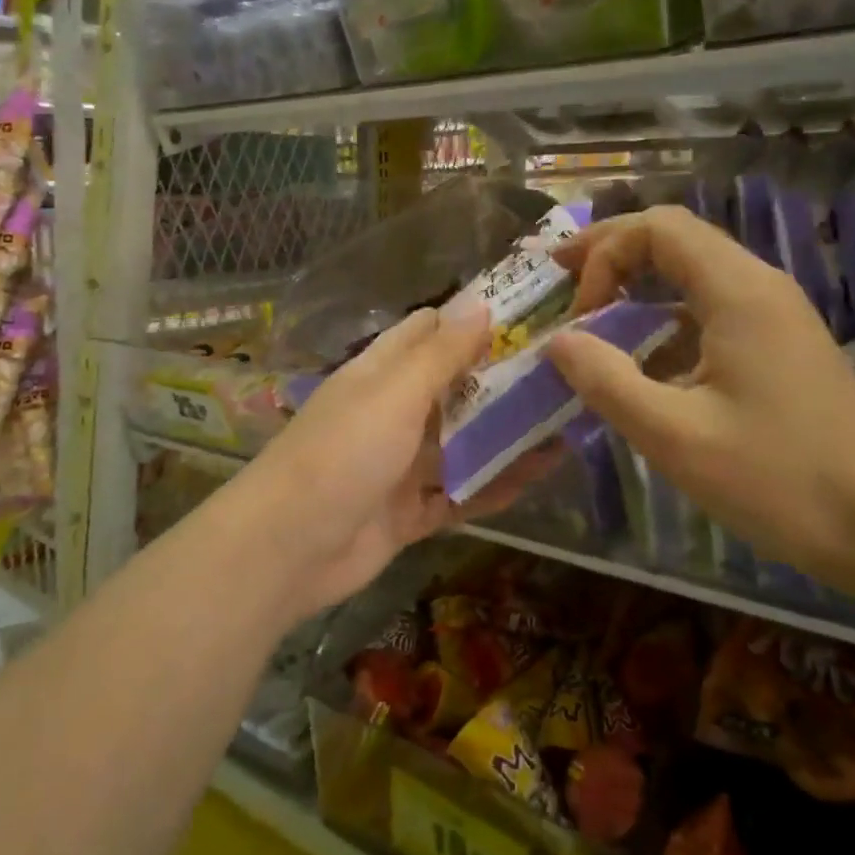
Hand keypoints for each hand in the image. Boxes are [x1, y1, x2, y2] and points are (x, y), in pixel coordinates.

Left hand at [241, 302, 556, 618]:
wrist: (287, 548)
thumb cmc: (342, 453)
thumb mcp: (394, 394)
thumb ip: (440, 354)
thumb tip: (480, 306)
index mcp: (380, 374)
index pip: (427, 333)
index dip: (471, 321)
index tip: (528, 316)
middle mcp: (391, 413)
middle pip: (452, 389)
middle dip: (500, 380)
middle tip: (564, 370)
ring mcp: (400, 466)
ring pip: (462, 444)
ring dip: (505, 435)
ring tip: (566, 420)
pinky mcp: (410, 513)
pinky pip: (461, 494)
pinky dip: (495, 486)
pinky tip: (541, 474)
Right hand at [544, 206, 854, 595]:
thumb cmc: (776, 479)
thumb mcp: (673, 436)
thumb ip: (606, 381)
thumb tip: (558, 341)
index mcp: (739, 292)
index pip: (658, 228)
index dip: (603, 254)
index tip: (577, 313)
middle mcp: (761, 286)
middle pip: (675, 237)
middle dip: (612, 253)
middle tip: (562, 277)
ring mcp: (777, 314)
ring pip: (694, 270)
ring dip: (638, 283)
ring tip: (592, 314)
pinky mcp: (781, 344)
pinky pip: (712, 307)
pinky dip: (665, 317)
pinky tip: (645, 360)